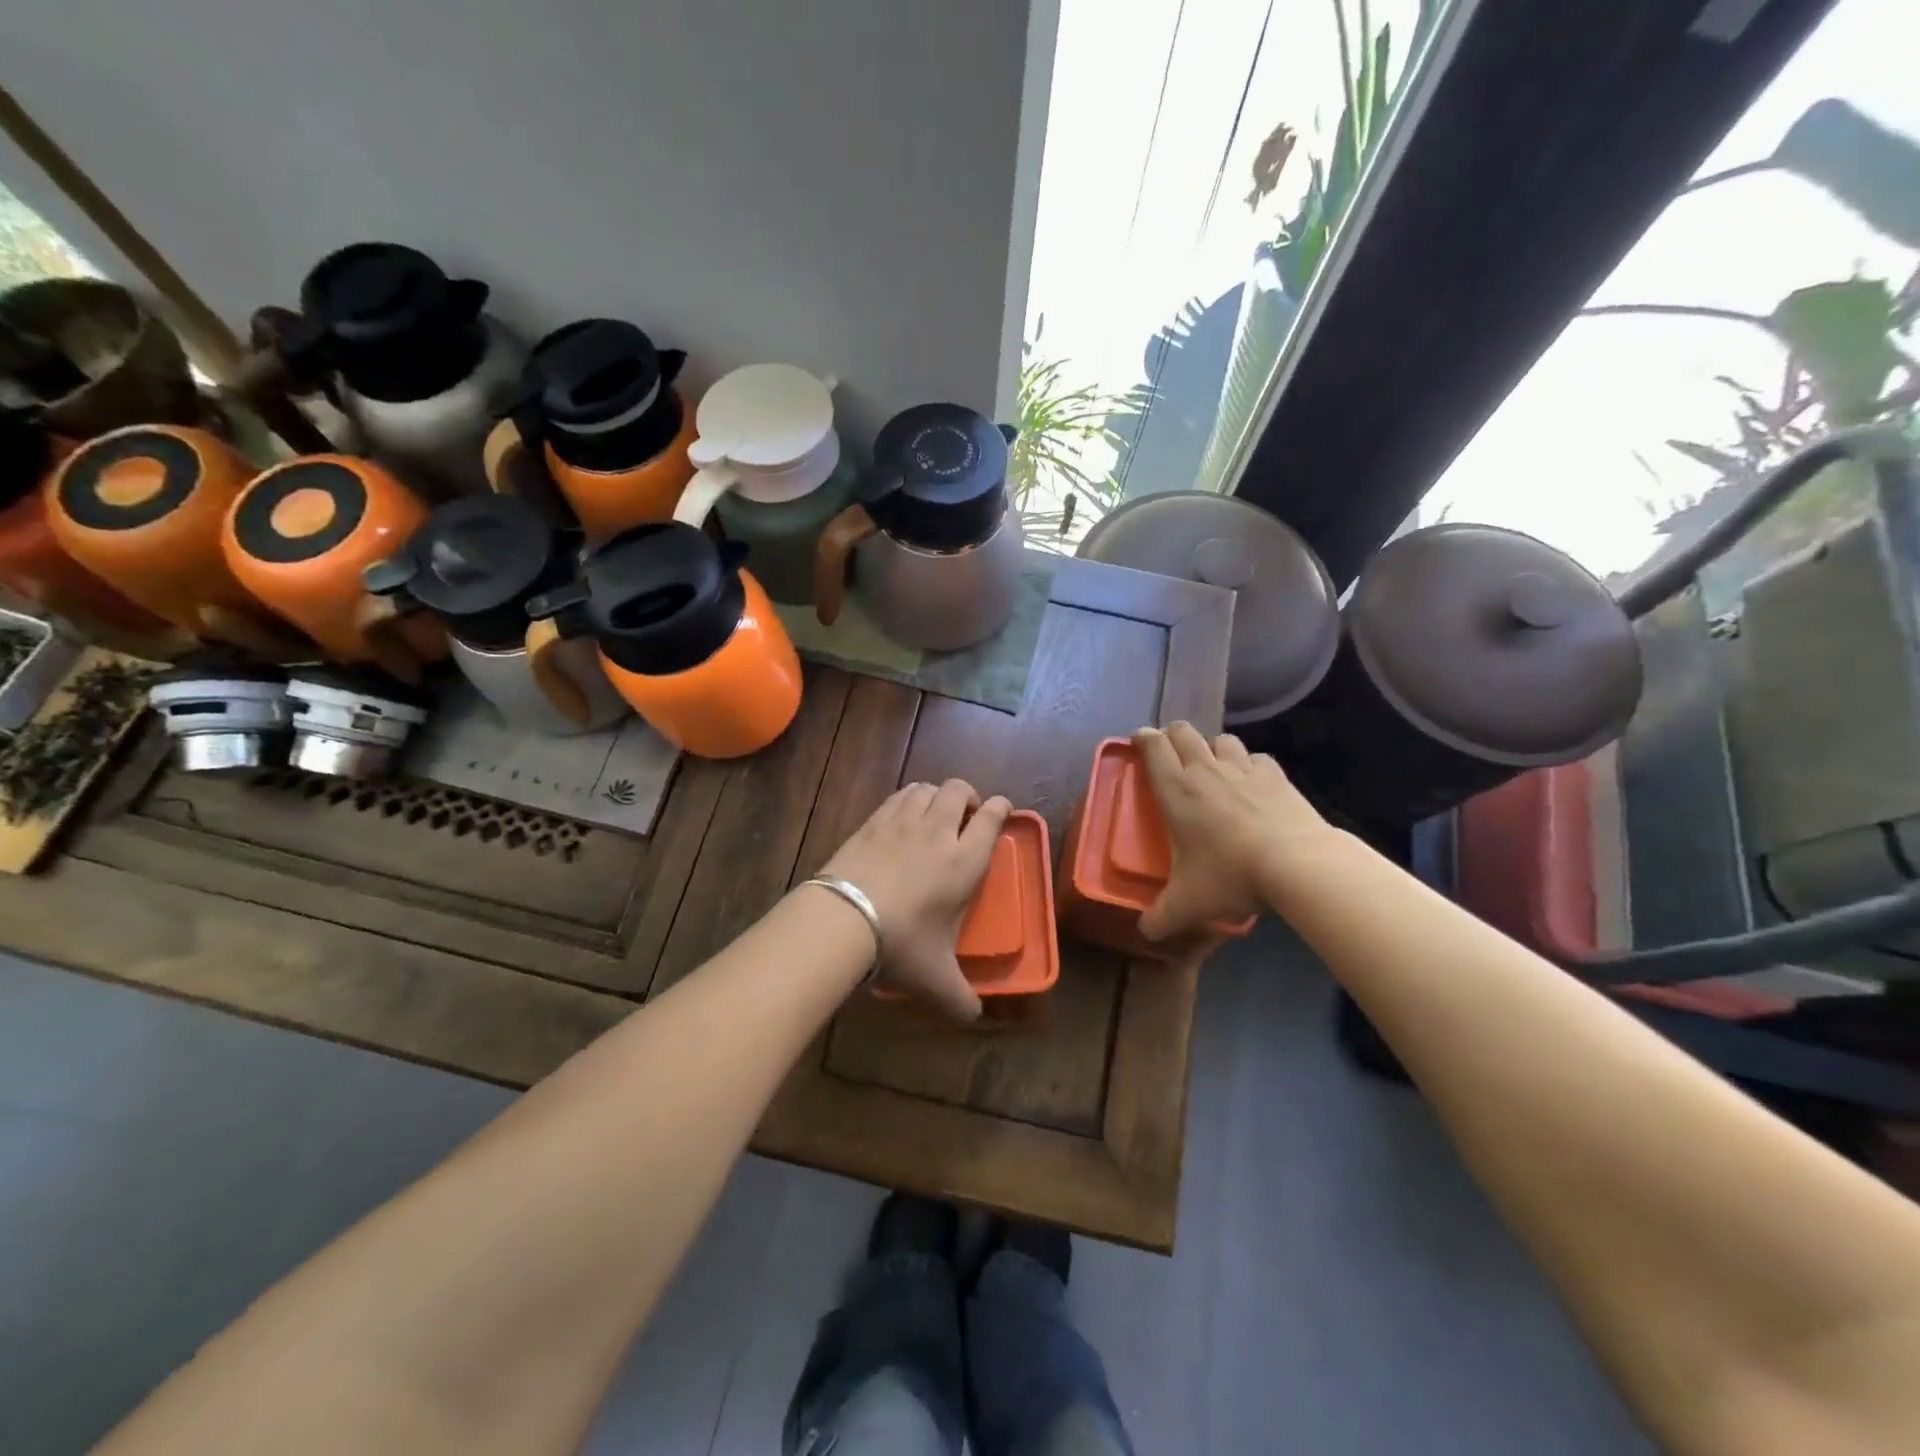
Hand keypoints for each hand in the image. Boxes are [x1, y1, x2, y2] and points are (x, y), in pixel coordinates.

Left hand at [820, 779, 1011, 1020]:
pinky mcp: (872, 821)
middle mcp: (938, 831)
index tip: (1001, 809)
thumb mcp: (936, 977)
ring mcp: (902, 821)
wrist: (845, 918)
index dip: (1000, 807)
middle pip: (958, 790)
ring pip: (926, 788)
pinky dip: (907, 799)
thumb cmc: (902, 943)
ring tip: (934, 813)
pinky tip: (902, 817)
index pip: (991, 817)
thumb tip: (974, 1018)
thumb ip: (960, 997)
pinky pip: (897, 796)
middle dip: (967, 796)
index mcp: (965, 860)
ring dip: (936, 795)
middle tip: (965, 814)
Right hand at [1132, 722, 1331, 940]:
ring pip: (1221, 739)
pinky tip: (1252, 785)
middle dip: (1173, 737)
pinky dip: (1249, 766)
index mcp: (1176, 790)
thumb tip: (1144, 932)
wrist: (1297, 863)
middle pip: (1183, 732)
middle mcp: (1205, 770)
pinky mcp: (1275, 775)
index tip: (1139, 742)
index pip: (1152, 747)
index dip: (1142, 739)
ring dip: (1212, 748)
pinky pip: (1256, 758)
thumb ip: (1160, 917)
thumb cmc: (1230, 875)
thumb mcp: (1187, 904)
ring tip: (1213, 769)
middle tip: (1171, 756)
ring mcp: (1243, 768)